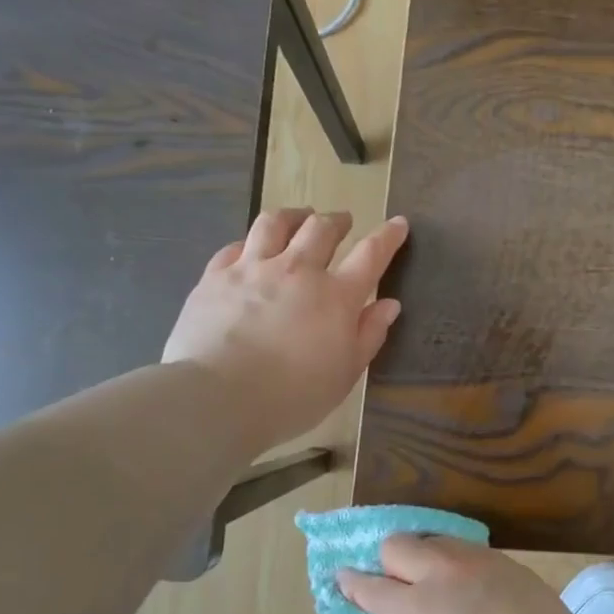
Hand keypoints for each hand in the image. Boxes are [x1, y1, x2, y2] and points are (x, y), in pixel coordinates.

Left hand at [163, 208, 406, 453]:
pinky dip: (251, 242)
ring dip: (294, 216)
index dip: (388, 236)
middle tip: (343, 221)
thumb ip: (369, 335)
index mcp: (336, 296)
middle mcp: (297, 271)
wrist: (219, 397)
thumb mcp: (345, 373)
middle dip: (337, 221)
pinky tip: (251, 246)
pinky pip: (235, 246)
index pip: (371, 255)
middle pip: (321, 230)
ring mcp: (252, 269)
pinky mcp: (215, 277)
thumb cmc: (293, 395)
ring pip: (275, 224)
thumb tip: (389, 304)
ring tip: (300, 217)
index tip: (398, 223)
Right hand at [338, 536, 602, 613]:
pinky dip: (459, 566)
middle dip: (387, 560)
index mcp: (416, 606)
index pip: (371, 586)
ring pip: (437, 540)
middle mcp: (442, 572)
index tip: (343, 577)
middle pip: (398, 543)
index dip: (352, 584)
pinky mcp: (507, 561)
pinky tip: (474, 591)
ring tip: (437, 584)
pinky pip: (470, 552)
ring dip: (426, 557)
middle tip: (395, 583)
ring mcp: (478, 561)